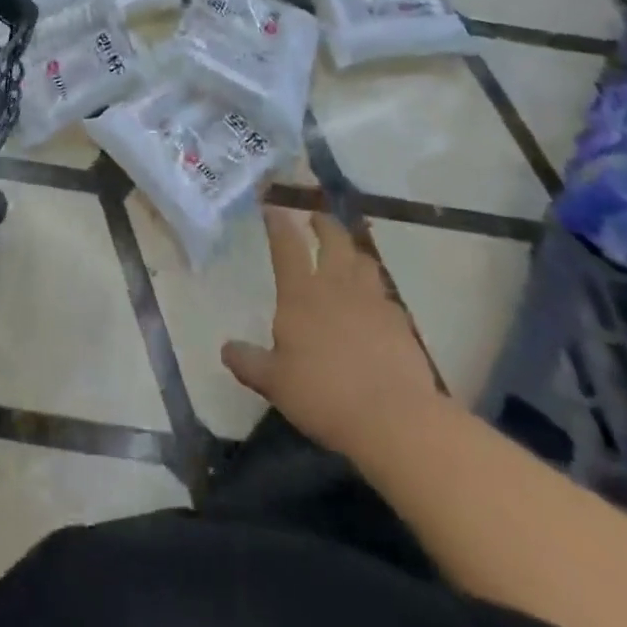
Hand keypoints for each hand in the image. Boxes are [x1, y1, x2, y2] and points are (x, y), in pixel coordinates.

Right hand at [222, 208, 443, 458]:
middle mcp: (337, 285)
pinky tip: (374, 303)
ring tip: (347, 254)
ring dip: (352, 251)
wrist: (394, 417)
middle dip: (323, 224)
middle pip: (333, 239)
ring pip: (363, 260)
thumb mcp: (276, 383)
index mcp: (301, 293)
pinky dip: (375, 289)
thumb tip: (226, 349)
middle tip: (316, 219)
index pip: (286, 246)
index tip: (272, 209)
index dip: (278, 224)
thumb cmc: (324, 394)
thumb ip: (250, 362)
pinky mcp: (400, 321)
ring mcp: (373, 300)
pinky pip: (385, 293)